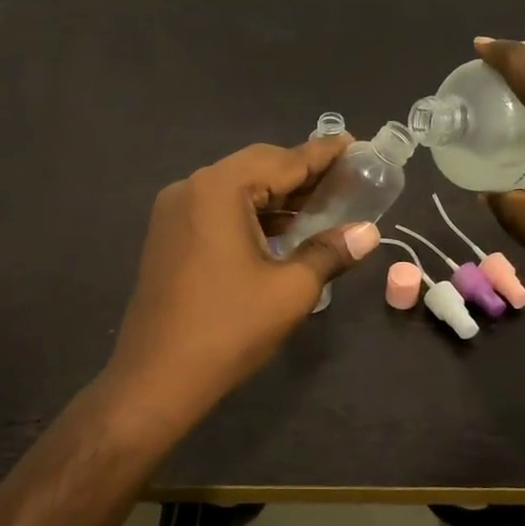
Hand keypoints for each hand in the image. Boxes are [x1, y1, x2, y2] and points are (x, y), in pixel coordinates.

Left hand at [102, 138, 381, 438]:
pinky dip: (252, 214)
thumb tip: (368, 233)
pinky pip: (217, 210)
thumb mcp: (290, 290)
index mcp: (218, 189)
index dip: (323, 154)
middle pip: (256, 168)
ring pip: (236, 190)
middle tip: (345, 179)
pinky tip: (282, 231)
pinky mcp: (168, 237)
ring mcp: (173, 213)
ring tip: (322, 205)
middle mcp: (191, 188)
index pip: (282, 160)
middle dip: (301, 174)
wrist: (156, 379)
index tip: (356, 146)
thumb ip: (330, 252)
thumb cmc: (228, 330)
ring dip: (277, 197)